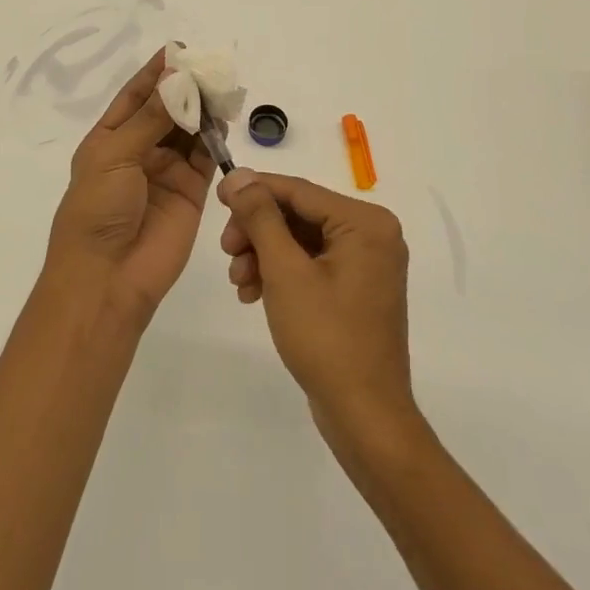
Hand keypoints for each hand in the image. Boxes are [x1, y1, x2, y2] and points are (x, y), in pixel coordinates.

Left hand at [47, 50, 215, 324]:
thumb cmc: (98, 210)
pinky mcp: (190, 192)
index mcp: (109, 140)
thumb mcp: (115, 156)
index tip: (178, 50)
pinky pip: (205, 158)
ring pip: (189, 131)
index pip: (135, 96)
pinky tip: (225, 119)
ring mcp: (165, 172)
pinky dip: (215, 139)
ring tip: (221, 87)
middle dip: (185, 88)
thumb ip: (151, 118)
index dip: (155, 73)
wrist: (108, 277)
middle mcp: (138, 152)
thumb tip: (175, 78)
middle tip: (210, 66)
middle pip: (165, 111)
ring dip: (202, 110)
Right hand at [218, 170, 418, 451]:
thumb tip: (238, 174)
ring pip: (300, 240)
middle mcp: (373, 234)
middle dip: (257, 232)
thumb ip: (260, 217)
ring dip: (263, 254)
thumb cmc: (326, 337)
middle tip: (226, 251)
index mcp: (366, 223)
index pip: (298, 191)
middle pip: (299, 214)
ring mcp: (367, 263)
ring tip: (239, 282)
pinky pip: (312, 263)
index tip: (216, 197)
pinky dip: (281, 273)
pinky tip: (254, 293)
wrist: (364, 415)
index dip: (254, 191)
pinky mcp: (356, 288)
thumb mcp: (285, 271)